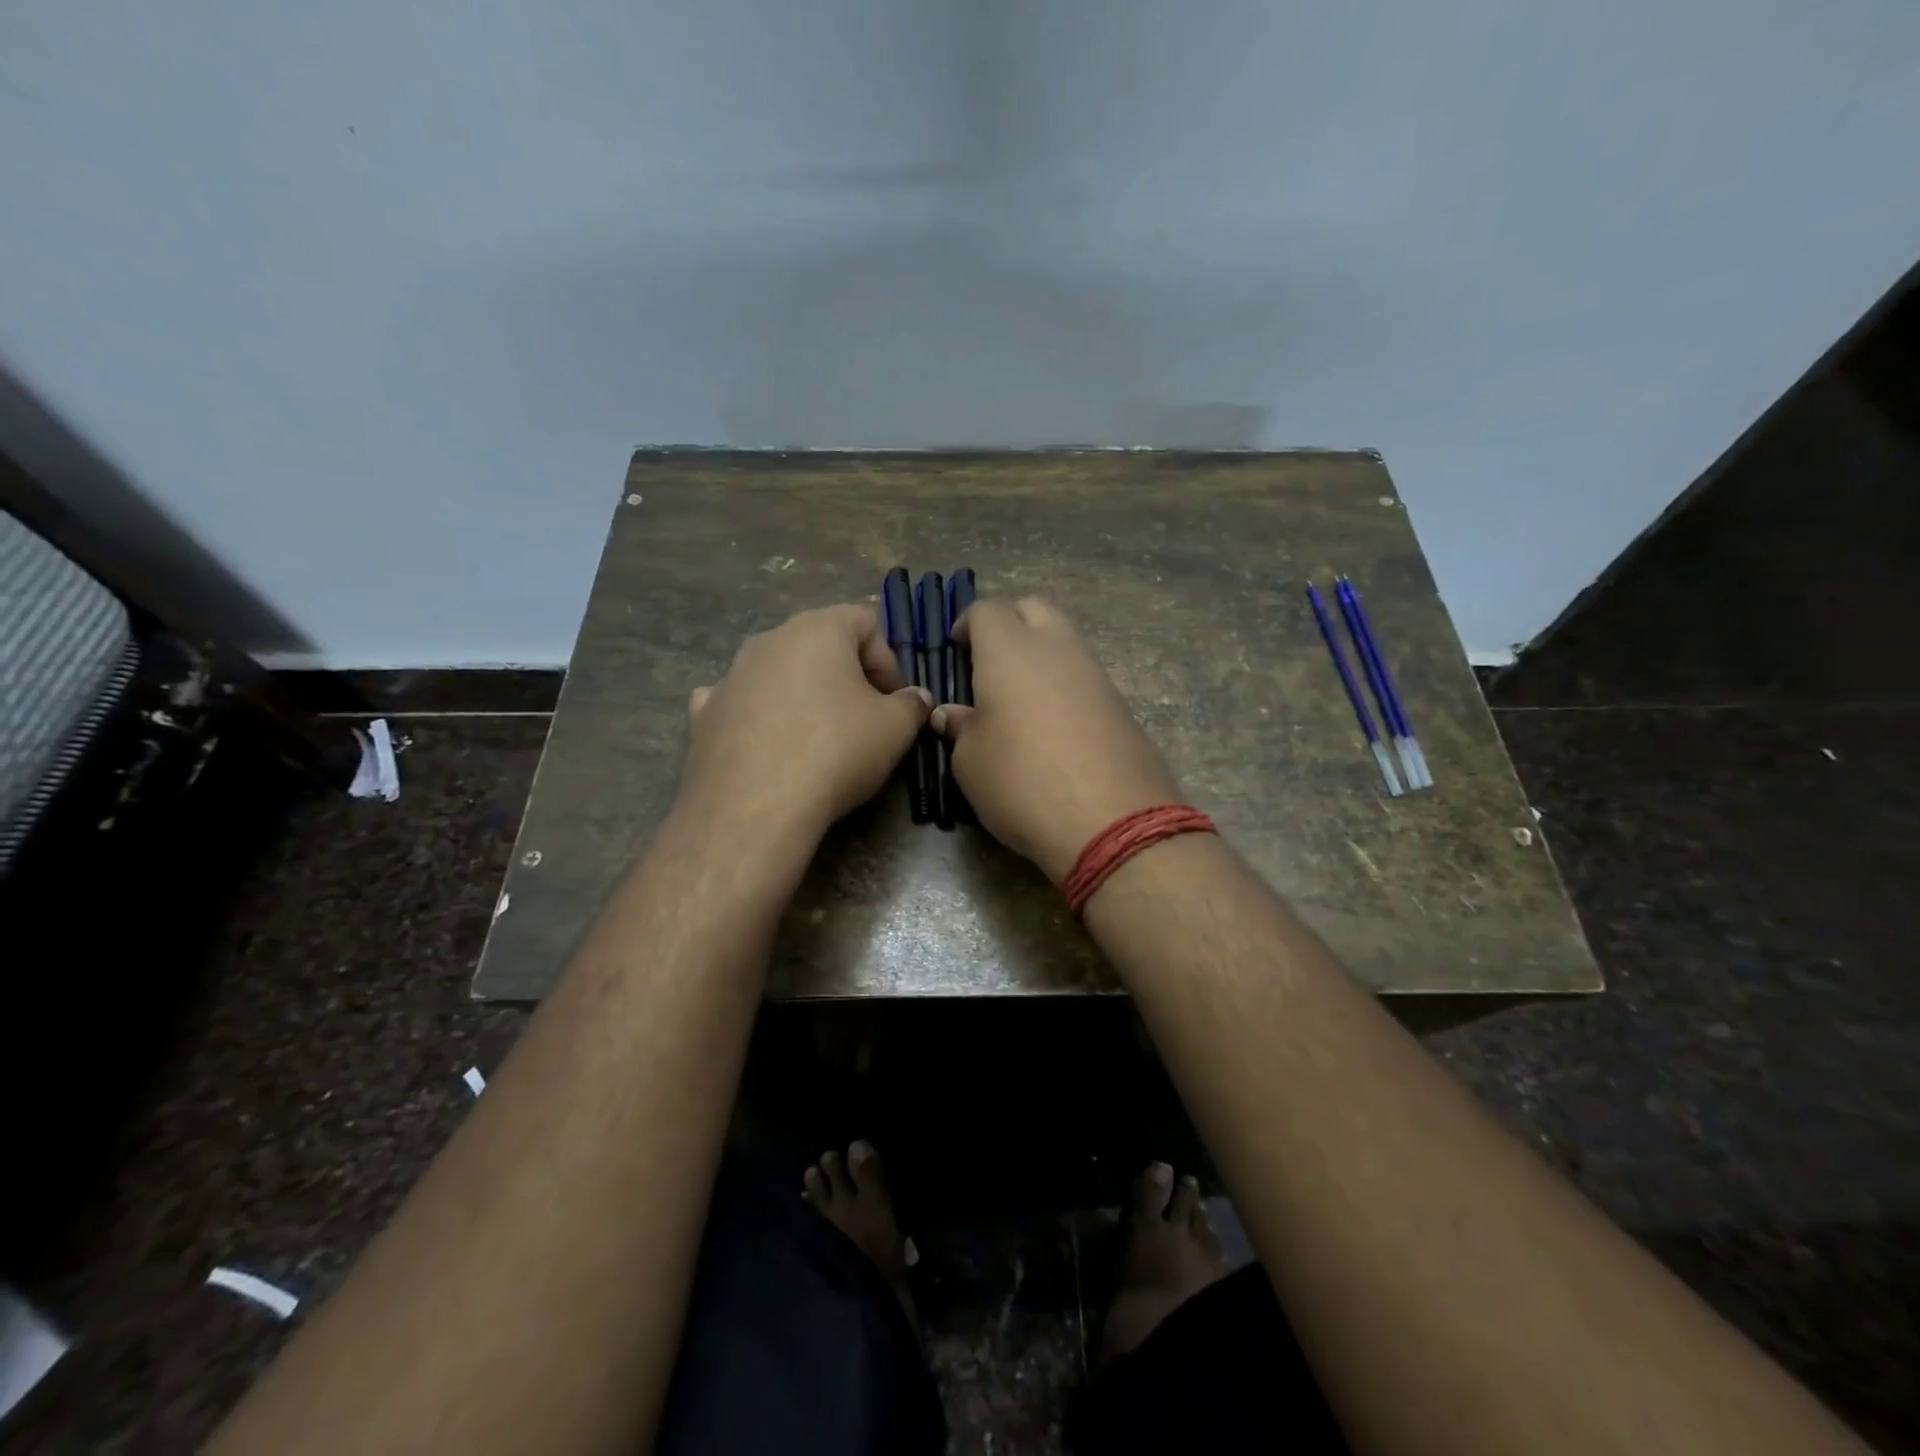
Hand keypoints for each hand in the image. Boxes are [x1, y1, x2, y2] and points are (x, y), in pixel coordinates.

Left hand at [679, 604, 931, 841]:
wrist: (754, 808)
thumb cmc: (835, 751)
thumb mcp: (895, 728)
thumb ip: (912, 704)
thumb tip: (915, 698)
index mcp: (817, 629)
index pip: (866, 620)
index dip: (890, 658)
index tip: (895, 699)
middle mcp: (769, 640)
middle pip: (820, 643)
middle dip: (848, 675)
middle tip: (865, 717)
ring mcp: (730, 675)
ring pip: (779, 671)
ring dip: (804, 693)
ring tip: (818, 736)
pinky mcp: (704, 714)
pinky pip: (740, 702)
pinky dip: (758, 714)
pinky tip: (767, 743)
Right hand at [931, 598, 1183, 882]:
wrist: (1112, 821)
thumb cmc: (1022, 783)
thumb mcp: (970, 762)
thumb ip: (960, 729)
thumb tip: (952, 714)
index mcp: (1010, 651)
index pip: (986, 610)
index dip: (967, 625)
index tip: (957, 650)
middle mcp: (1056, 648)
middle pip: (1033, 609)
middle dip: (1009, 624)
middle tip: (989, 663)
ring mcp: (1095, 673)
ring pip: (1064, 640)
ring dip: (1041, 654)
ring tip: (1020, 699)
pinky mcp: (1121, 703)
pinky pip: (1085, 675)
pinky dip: (1065, 684)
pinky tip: (1054, 725)